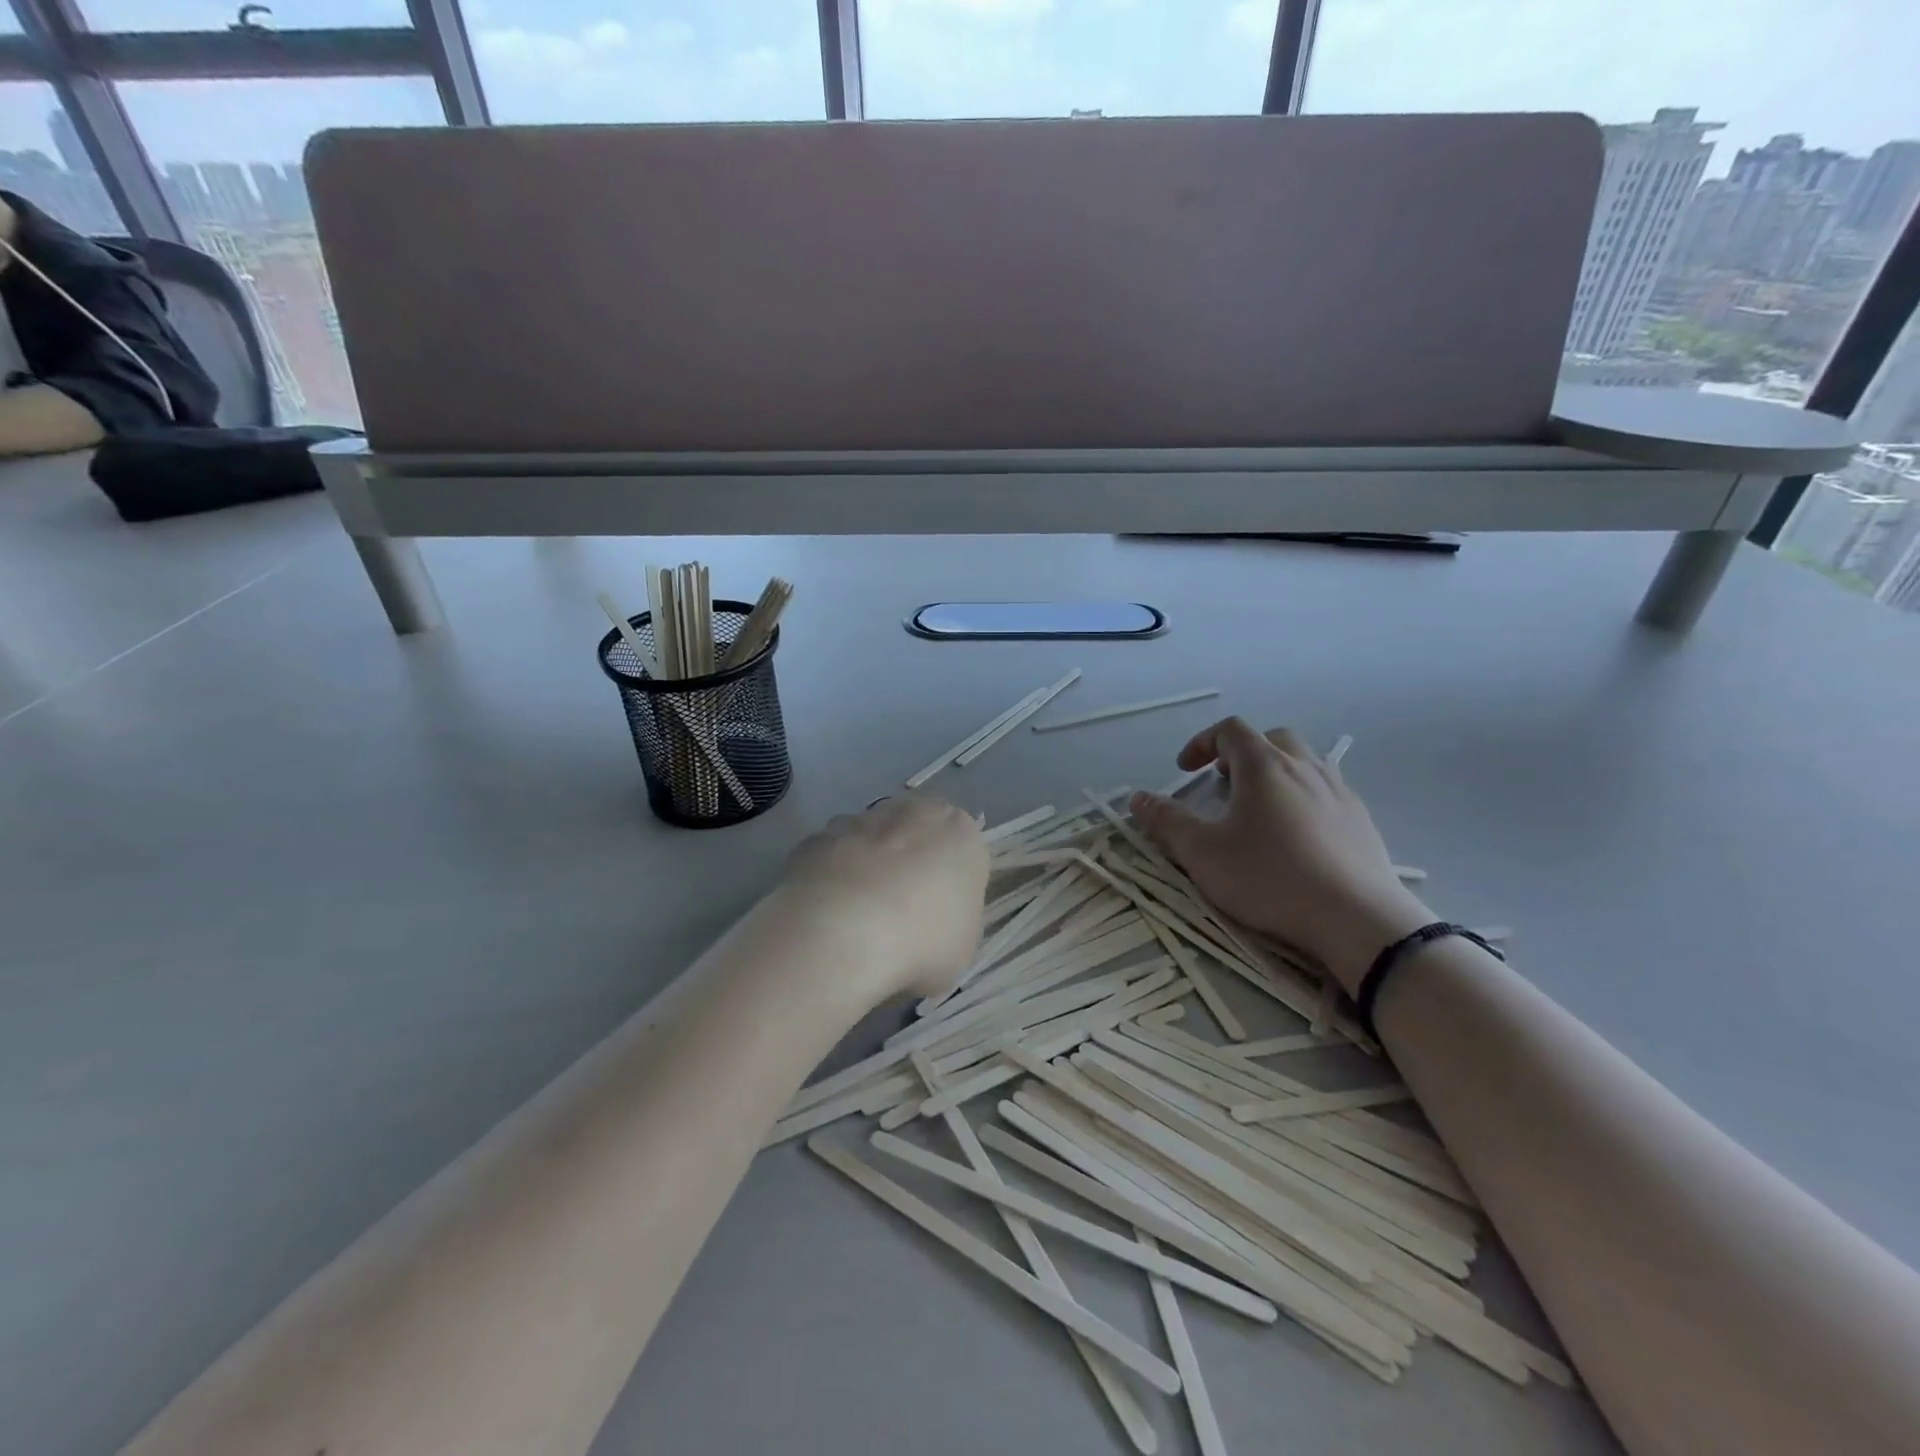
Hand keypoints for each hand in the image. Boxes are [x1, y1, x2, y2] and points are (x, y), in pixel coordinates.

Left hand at [779, 796, 988, 1001]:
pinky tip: (824, 917)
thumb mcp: (961, 948)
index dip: (949, 882)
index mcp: (961, 833)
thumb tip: (931, 926)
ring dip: (866, 868)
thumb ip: (952, 923)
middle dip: (907, 864)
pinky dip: (828, 880)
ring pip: (869, 841)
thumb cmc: (922, 940)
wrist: (842, 932)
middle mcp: (913, 812)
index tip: (938, 914)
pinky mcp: (815, 838)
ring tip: (855, 920)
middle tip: (899, 914)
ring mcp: (859, 820)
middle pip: (914, 834)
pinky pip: (829, 858)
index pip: (962, 848)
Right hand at [1129, 718, 1431, 993]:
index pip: (1230, 730)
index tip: (1184, 770)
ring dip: (1274, 772)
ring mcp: (1340, 792)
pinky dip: (1302, 796)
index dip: (1201, 742)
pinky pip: (1326, 790)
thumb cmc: (1271, 878)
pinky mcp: (1363, 821)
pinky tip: (1296, 834)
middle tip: (1222, 780)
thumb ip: (1167, 822)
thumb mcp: (1203, 854)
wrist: (1358, 920)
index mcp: (1265, 766)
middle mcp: (1305, 767)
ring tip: (1258, 806)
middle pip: (1271, 739)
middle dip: (1241, 752)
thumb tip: (1138, 798)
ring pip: (1304, 762)